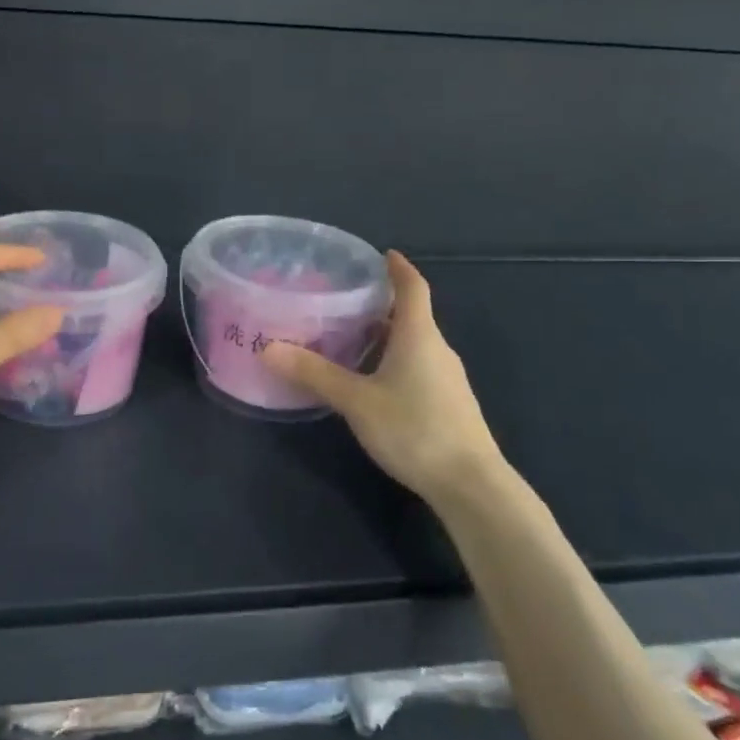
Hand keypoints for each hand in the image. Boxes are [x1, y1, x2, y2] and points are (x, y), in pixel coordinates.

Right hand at [260, 251, 508, 503]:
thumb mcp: (357, 400)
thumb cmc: (414, 429)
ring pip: (413, 344)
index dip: (399, 268)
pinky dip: (393, 361)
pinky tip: (371, 380)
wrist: (471, 484)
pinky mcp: (448, 404)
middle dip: (380, 305)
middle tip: (342, 300)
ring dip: (385, 336)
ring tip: (348, 338)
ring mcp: (446, 379)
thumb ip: (314, 374)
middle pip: (410, 315)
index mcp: (418, 336)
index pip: (412, 287)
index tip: (382, 254)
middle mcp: (437, 349)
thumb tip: (268, 348)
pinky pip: (417, 367)